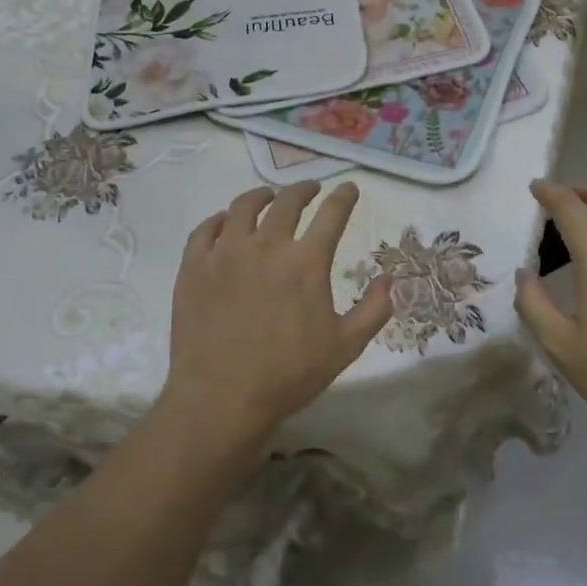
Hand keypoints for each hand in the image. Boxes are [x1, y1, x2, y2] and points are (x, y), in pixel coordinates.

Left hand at [164, 181, 392, 449]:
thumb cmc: (289, 374)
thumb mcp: (346, 346)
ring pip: (243, 206)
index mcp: (306, 262)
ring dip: (261, 196)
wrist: (221, 398)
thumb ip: (375, 309)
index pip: (332, 214)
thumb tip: (391, 279)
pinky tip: (225, 223)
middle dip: (304, 189)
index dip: (344, 197)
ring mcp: (226, 253)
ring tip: (267, 197)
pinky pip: (206, 229)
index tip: (349, 188)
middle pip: (287, 201)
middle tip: (311, 189)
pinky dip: (220, 220)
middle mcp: (266, 245)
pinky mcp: (195, 267)